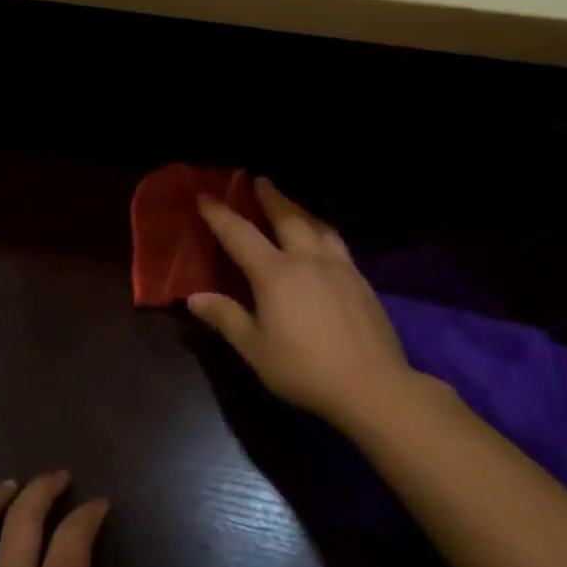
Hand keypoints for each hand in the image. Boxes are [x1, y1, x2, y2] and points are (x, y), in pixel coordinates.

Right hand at [188, 178, 415, 429]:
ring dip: (299, 209)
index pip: (240, 234)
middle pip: (287, 217)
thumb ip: (226, 318)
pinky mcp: (360, 280)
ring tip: (292, 205)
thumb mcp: (255, 349)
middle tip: (260, 181)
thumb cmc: (304, 369)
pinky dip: (322, 230)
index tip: (205, 197)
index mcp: (275, 273)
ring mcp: (339, 266)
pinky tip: (324, 241)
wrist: (372, 385)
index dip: (220, 214)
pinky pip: (336, 242)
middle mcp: (307, 259)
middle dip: (270, 197)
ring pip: (317, 225)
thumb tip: (194, 298)